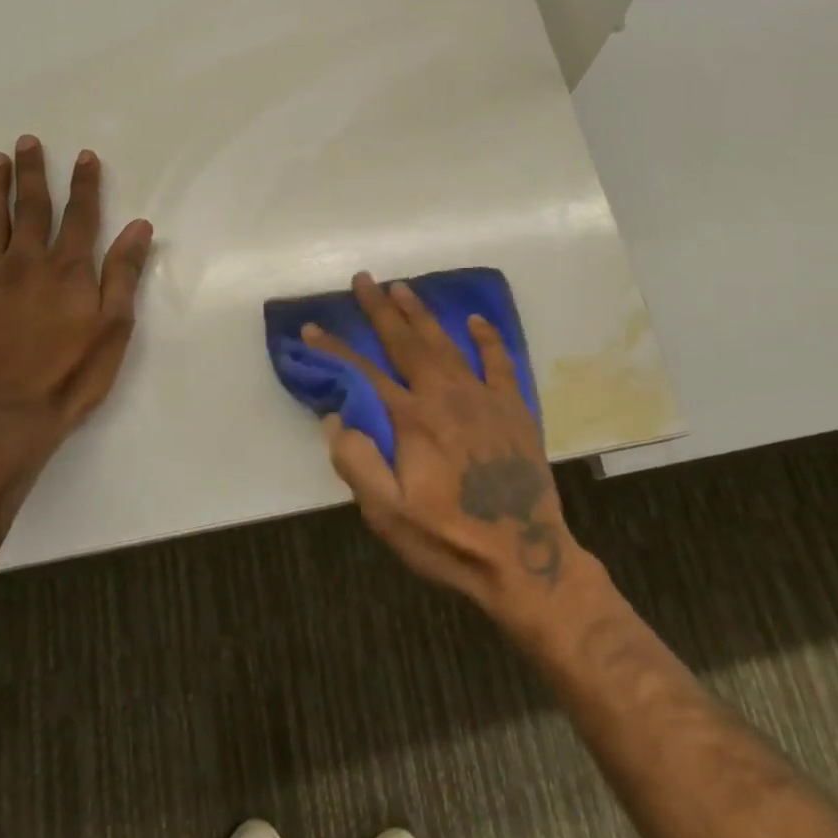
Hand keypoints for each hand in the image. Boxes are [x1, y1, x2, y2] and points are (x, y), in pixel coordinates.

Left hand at [0, 138, 153, 451]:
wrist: (10, 420)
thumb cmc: (73, 376)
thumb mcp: (114, 328)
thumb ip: (123, 274)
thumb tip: (139, 226)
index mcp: (68, 270)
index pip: (80, 215)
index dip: (84, 183)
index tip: (83, 155)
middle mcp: (25, 264)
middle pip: (30, 208)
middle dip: (31, 173)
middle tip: (26, 142)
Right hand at [304, 274, 587, 622]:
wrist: (525, 557)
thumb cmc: (448, 539)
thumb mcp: (388, 515)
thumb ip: (357, 463)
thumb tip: (335, 417)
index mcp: (412, 420)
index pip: (363, 373)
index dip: (334, 349)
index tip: (312, 326)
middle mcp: (446, 396)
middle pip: (406, 343)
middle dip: (380, 310)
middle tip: (363, 279)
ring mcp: (483, 398)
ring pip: (446, 344)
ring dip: (422, 314)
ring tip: (403, 288)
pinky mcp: (513, 408)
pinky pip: (500, 363)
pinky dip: (488, 339)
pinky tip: (475, 321)